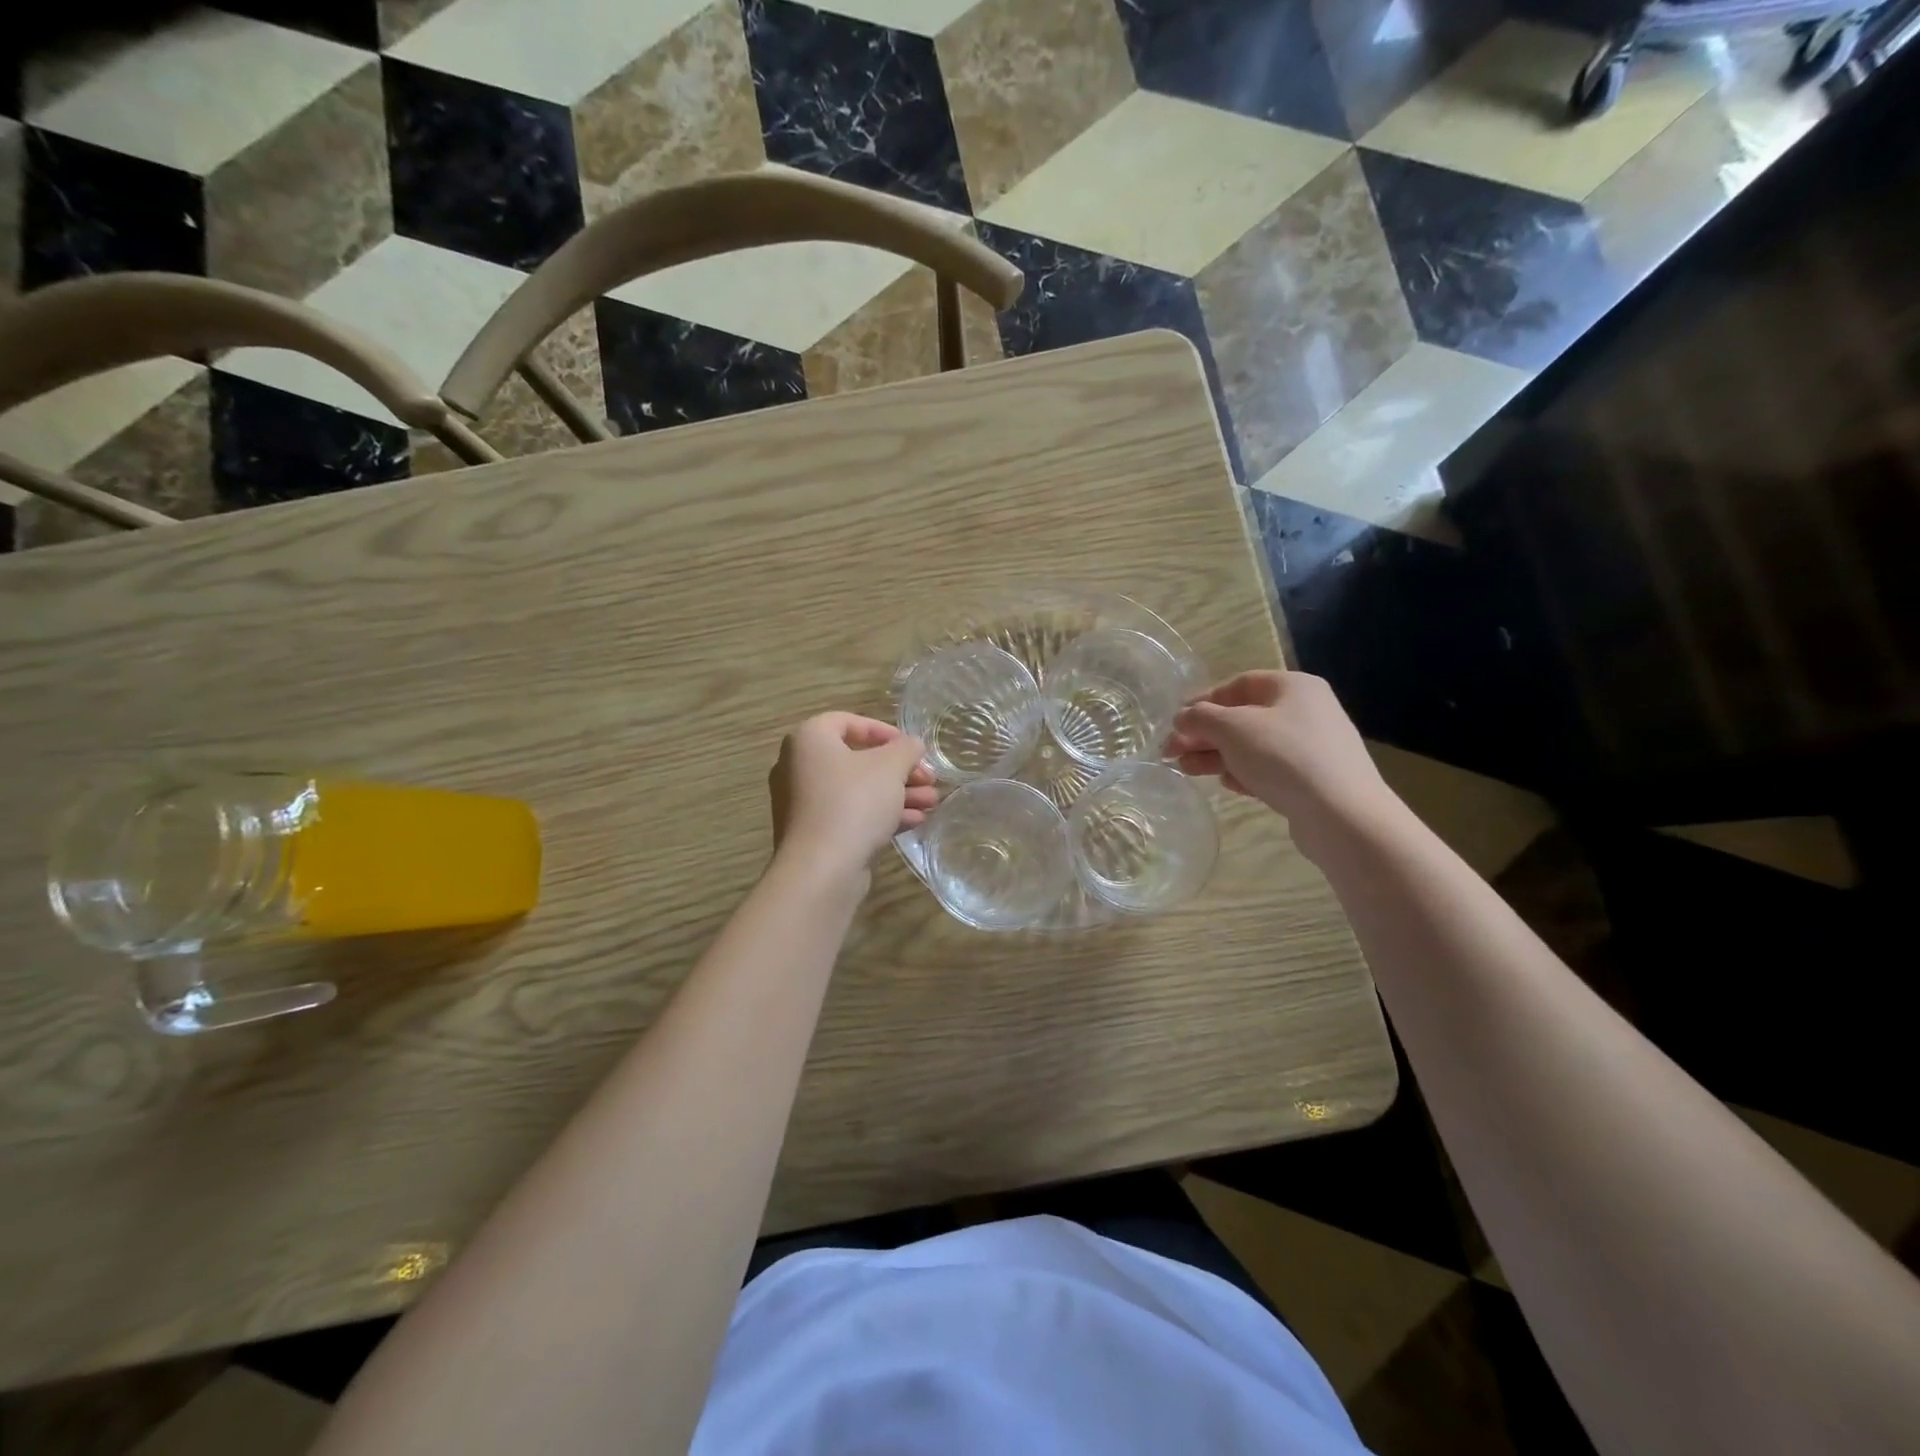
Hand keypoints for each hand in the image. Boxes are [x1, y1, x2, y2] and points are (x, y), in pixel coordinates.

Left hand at [769, 714, 937, 876]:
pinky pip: (851, 814)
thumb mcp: (890, 767)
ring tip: (932, 803)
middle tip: (929, 778)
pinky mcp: (814, 833)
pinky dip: (880, 814)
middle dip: (899, 769)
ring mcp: (804, 803)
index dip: (884, 731)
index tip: (911, 747)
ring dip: (897, 793)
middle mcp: (799, 766)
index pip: (848, 721)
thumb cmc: (854, 803)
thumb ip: (906, 748)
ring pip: (858, 789)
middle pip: (857, 759)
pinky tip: (915, 822)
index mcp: (809, 740)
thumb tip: (912, 744)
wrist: (821, 869)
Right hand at [1164, 671, 1394, 851]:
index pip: (1237, 685)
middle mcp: (1306, 711)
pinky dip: (1244, 773)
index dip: (1202, 701)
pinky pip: (1269, 769)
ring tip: (1187, 770)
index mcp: (1292, 686)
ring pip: (1252, 746)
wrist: (1342, 815)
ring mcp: (1312, 747)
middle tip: (1171, 752)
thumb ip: (1200, 718)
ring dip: (1217, 755)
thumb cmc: (1284, 757)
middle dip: (1204, 734)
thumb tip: (1182, 717)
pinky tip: (1228, 785)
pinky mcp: (1312, 780)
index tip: (1175, 722)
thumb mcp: (1232, 729)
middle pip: (1242, 717)